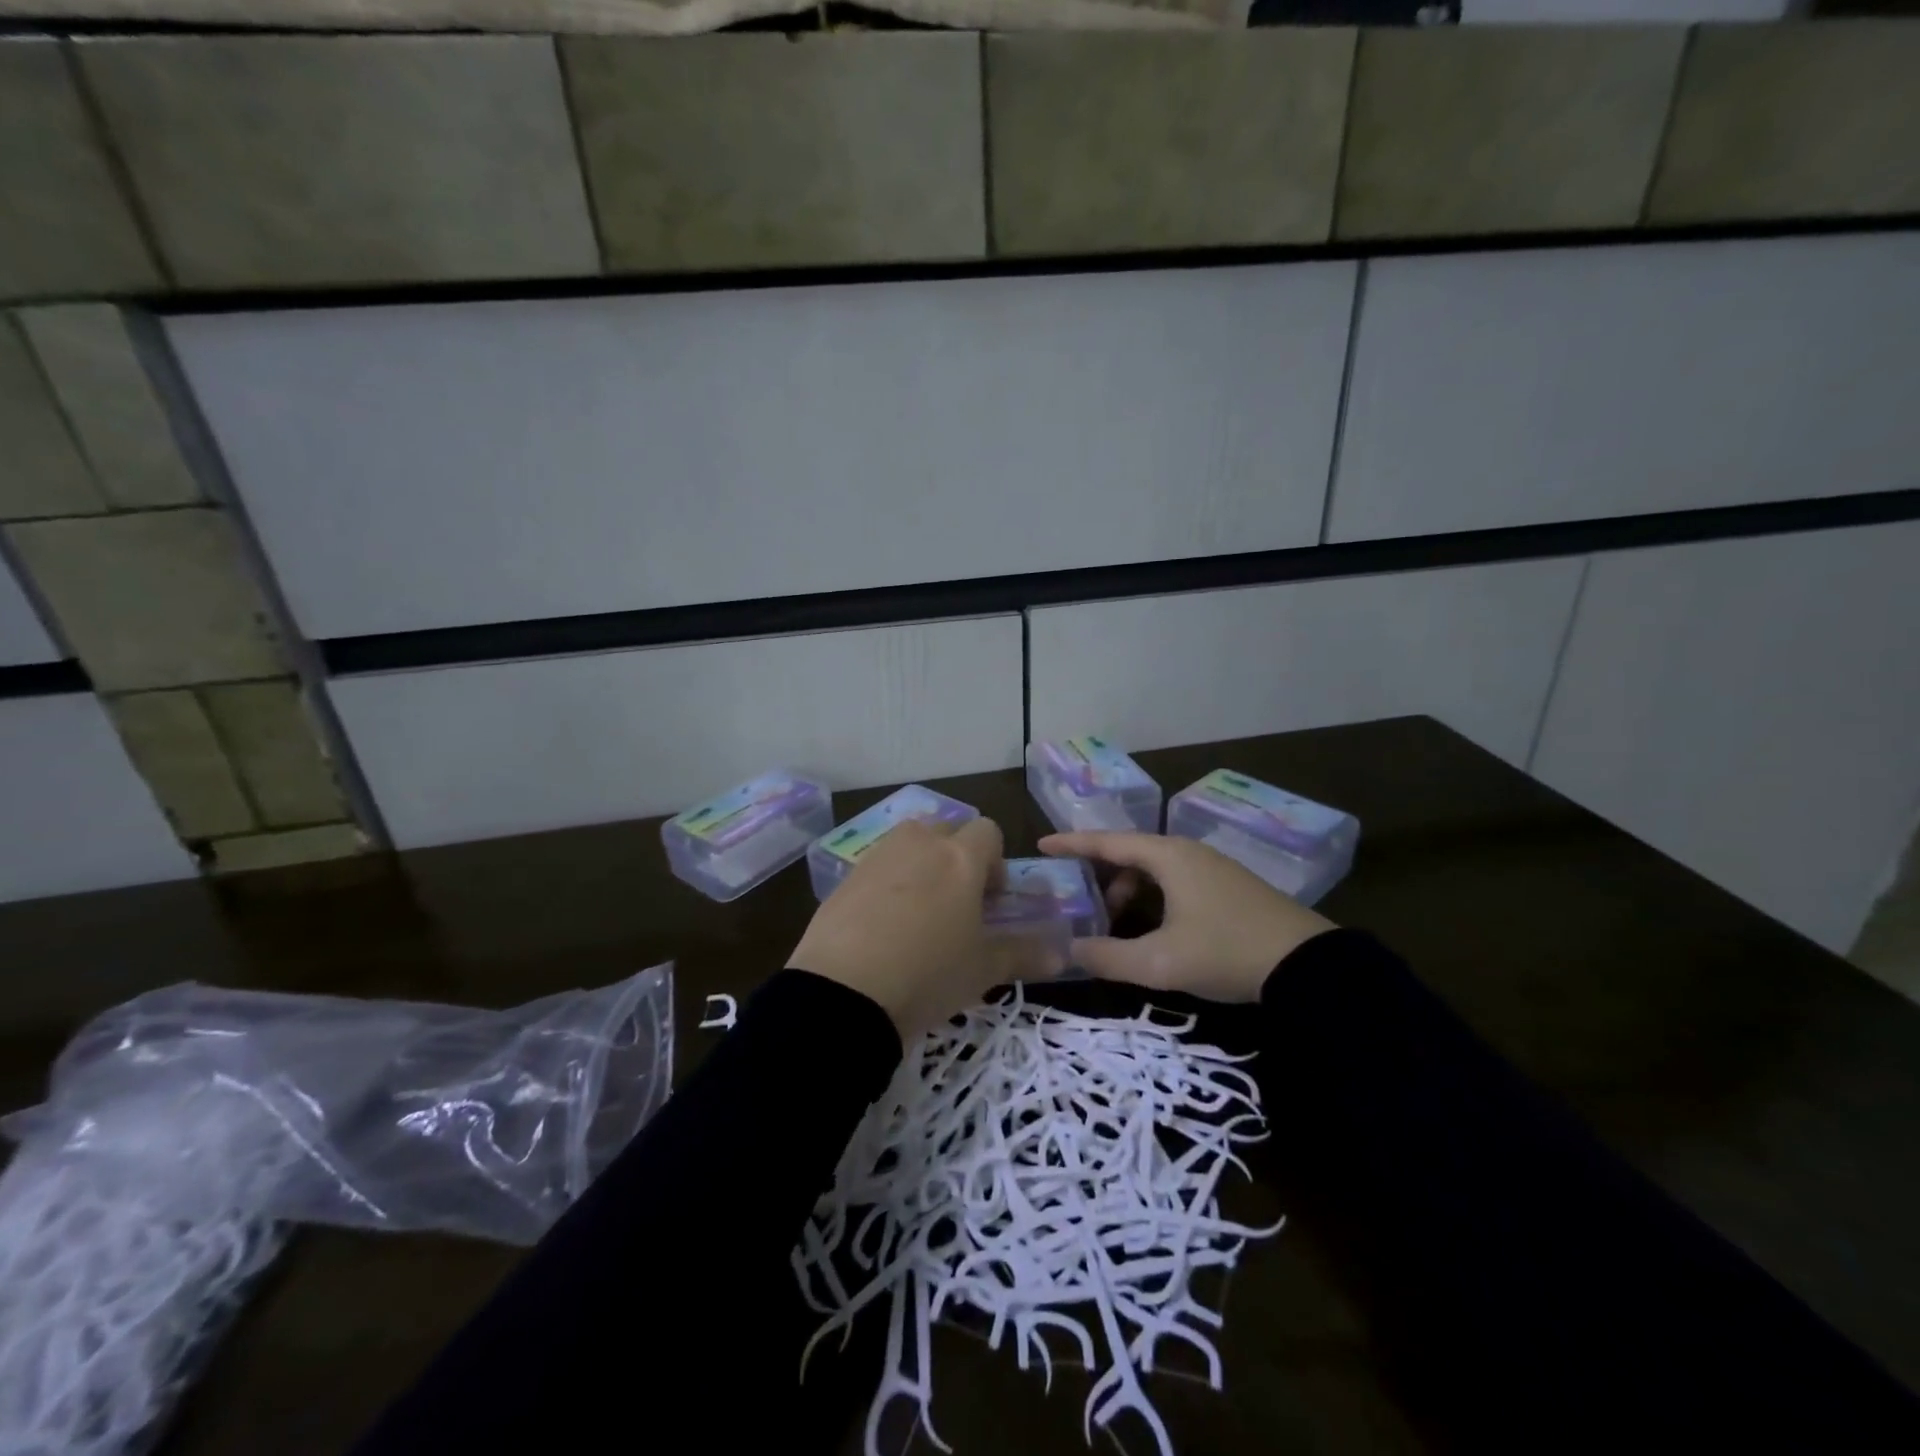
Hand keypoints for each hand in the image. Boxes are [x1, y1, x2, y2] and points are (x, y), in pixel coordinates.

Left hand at [789, 817, 1060, 1041]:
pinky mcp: (845, 877)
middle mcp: (919, 844)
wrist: (844, 992)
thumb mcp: (982, 970)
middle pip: (946, 830)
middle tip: (956, 905)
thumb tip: (1062, 954)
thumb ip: (1024, 954)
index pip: (988, 831)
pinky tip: (882, 926)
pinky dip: (887, 883)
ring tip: (919, 913)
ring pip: (909, 843)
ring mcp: (878, 856)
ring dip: (921, 864)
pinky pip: (878, 866)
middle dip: (957, 858)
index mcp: (960, 858)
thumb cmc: (929, 973)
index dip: (995, 862)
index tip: (990, 900)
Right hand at [1039, 831, 1335, 1002]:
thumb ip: (1108, 956)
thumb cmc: (1226, 952)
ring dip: (1129, 892)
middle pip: (1130, 854)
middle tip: (1081, 904)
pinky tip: (1153, 929)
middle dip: (1101, 877)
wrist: (1309, 966)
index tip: (1042, 845)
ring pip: (1154, 870)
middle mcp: (1188, 852)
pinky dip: (1153, 898)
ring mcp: (1212, 867)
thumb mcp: (1160, 962)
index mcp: (1168, 856)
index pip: (1107, 841)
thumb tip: (1068, 951)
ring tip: (1118, 927)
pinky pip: (1174, 880)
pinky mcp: (1228, 886)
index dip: (1072, 844)